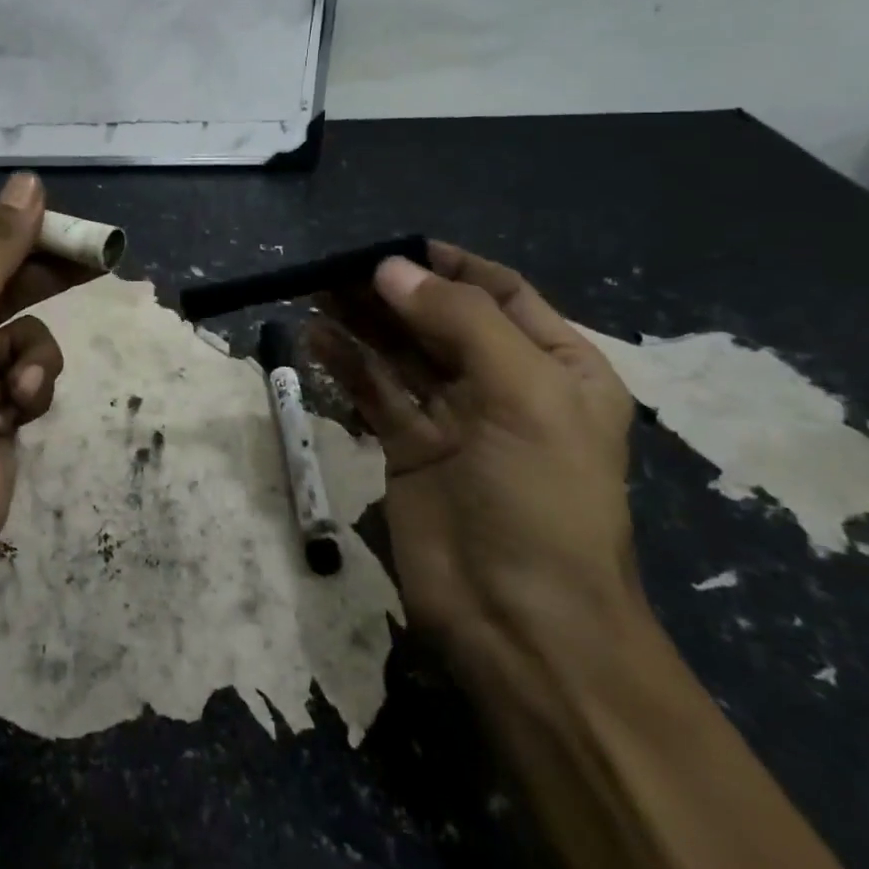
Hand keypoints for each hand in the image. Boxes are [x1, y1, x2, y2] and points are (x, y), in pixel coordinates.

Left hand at [0, 173, 89, 564]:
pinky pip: (27, 375)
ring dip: (29, 356)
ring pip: (22, 333)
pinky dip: (28, 390)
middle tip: (95, 261)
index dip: (10, 232)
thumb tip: (29, 180)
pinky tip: (13, 414)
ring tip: (19, 383)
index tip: (58, 221)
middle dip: (40, 280)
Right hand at [307, 242, 638, 661]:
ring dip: (359, 320)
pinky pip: (372, 390)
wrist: (519, 621)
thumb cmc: (539, 498)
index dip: (447, 265)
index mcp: (555, 365)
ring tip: (313, 291)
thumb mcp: (522, 394)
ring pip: (398, 351)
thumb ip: (459, 321)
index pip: (499, 291)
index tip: (391, 247)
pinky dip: (344, 363)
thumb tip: (390, 268)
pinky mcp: (406, 446)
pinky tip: (313, 339)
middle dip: (391, 290)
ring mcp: (450, 416)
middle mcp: (502, 383)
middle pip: (438, 317)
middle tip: (333, 269)